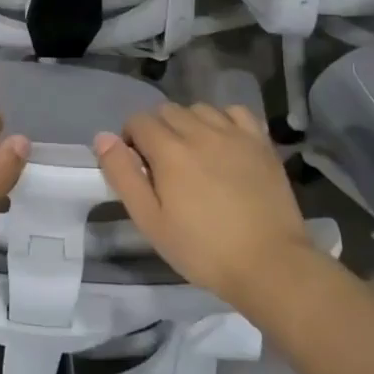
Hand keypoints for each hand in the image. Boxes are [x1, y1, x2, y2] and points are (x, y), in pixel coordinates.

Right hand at [94, 102, 315, 312]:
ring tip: (193, 155)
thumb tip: (103, 138)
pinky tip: (224, 143)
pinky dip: (223, 120)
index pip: (138, 121)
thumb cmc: (203, 250)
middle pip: (167, 110)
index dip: (131, 140)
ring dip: (188, 124)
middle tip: (164, 166)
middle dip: (157, 130)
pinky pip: (235, 112)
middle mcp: (199, 131)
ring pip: (199, 109)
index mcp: (169, 150)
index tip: (138, 168)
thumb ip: (123, 175)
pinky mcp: (260, 142)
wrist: (271, 265)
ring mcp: (234, 134)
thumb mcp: (150, 221)